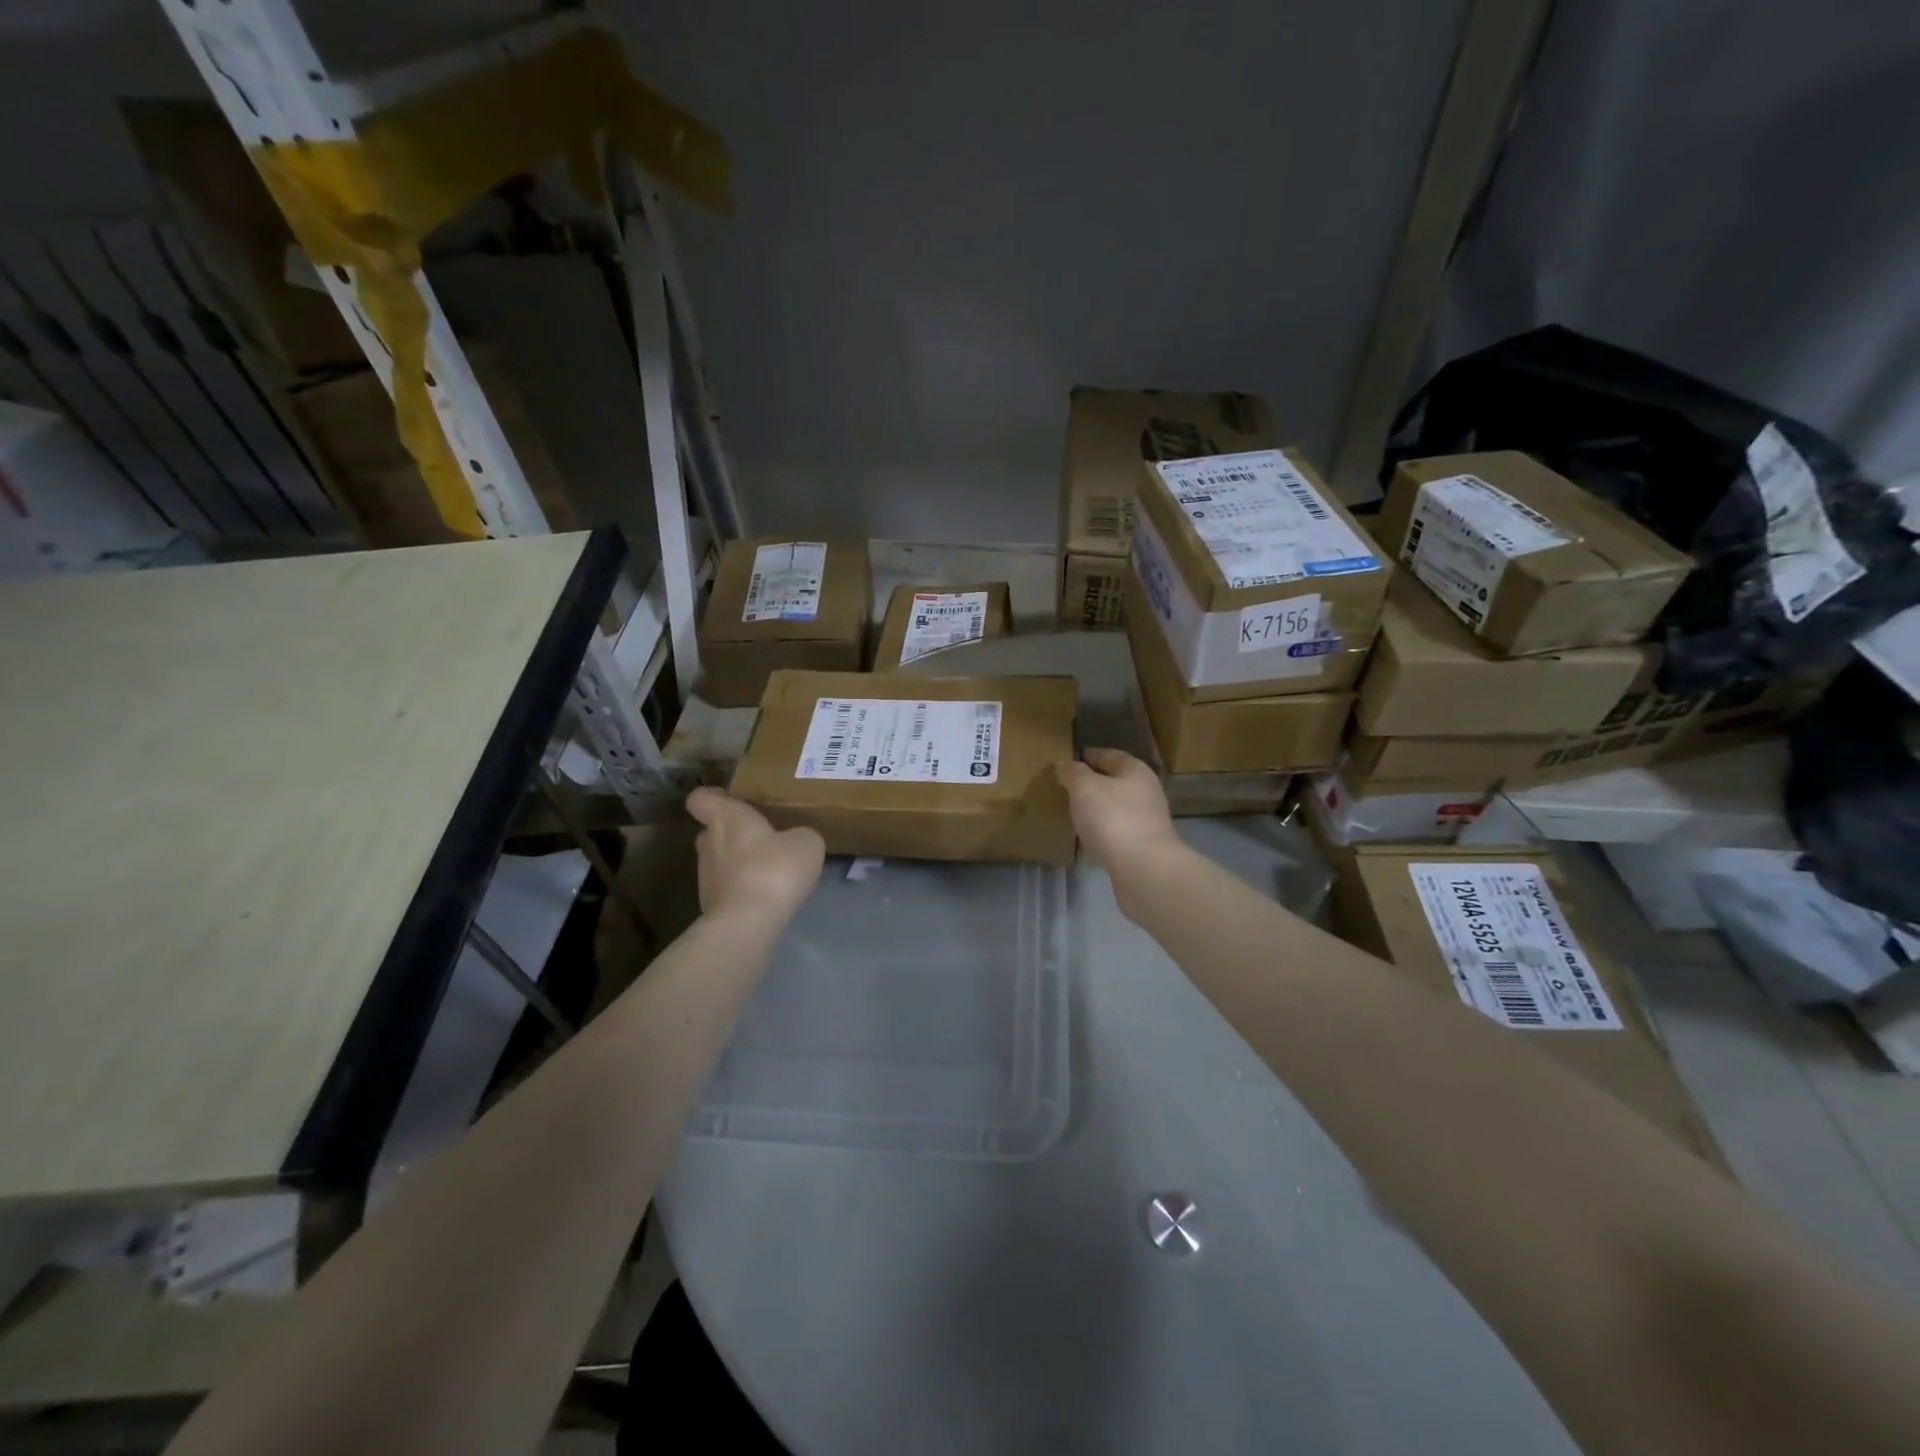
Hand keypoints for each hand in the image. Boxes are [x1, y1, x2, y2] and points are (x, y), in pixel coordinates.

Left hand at [685, 788, 824, 923]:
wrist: (748, 924)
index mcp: (727, 818)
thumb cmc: (774, 870)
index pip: (701, 798)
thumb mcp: (806, 842)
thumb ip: (799, 834)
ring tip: (769, 871)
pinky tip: (766, 897)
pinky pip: (727, 888)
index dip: (714, 797)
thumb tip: (794, 840)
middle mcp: (708, 843)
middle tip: (762, 838)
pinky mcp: (710, 906)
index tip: (733, 800)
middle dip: (734, 833)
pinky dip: (742, 889)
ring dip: (739, 863)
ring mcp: (705, 877)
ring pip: (719, 861)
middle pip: (712, 830)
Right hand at [1055, 748, 1177, 875]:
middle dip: (1095, 783)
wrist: (1144, 869)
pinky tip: (1090, 838)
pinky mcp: (1144, 847)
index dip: (1091, 755)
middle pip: (1117, 782)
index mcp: (1136, 771)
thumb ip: (1073, 773)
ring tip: (1076, 813)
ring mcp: (1148, 822)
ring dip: (1099, 809)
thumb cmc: (1113, 819)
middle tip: (1070, 787)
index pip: (1111, 755)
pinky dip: (1104, 831)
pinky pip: (1118, 832)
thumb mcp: (1084, 788)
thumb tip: (1064, 764)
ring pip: (1118, 808)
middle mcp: (1146, 792)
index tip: (1072, 759)